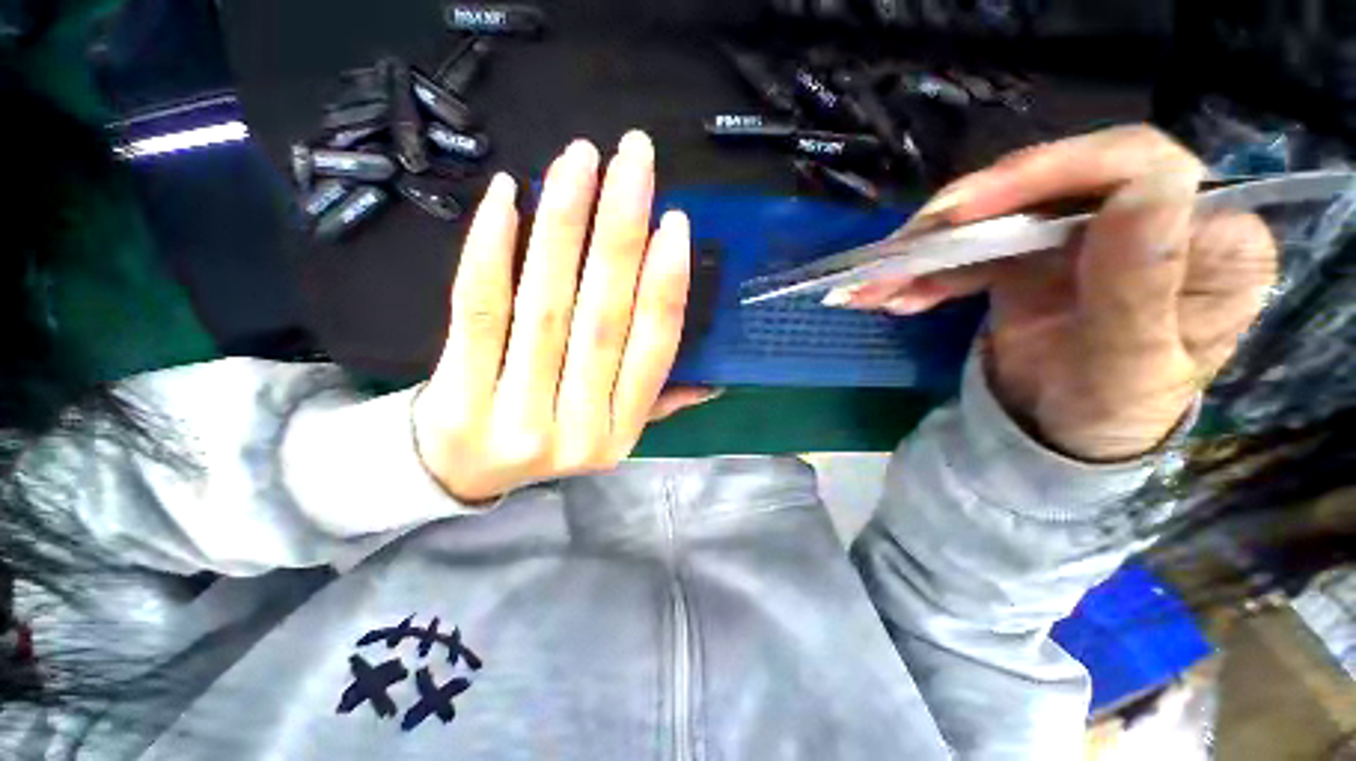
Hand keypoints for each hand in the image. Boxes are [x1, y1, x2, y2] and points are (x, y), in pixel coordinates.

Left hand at [414, 132, 713, 501]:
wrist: (462, 471)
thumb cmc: (545, 438)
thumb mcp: (610, 432)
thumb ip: (656, 403)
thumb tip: (712, 383)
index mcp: (620, 433)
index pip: (652, 353)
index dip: (665, 286)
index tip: (674, 223)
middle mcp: (578, 429)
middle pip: (604, 318)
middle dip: (621, 231)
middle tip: (634, 158)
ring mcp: (517, 416)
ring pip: (546, 305)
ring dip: (564, 223)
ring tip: (580, 160)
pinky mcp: (460, 394)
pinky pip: (481, 309)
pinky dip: (493, 248)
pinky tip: (509, 194)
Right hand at [830, 126, 1277, 460]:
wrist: (1061, 434)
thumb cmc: (1110, 414)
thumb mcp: (1129, 366)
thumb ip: (1141, 286)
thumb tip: (1146, 186)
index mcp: (1207, 243)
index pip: (1142, 168)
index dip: (1051, 172)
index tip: (964, 211)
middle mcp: (1148, 223)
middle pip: (1053, 185)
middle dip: (966, 217)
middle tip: (901, 250)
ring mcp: (1082, 236)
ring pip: (999, 218)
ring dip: (929, 252)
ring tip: (875, 285)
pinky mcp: (1032, 255)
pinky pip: (972, 252)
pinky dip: (927, 274)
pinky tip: (893, 297)